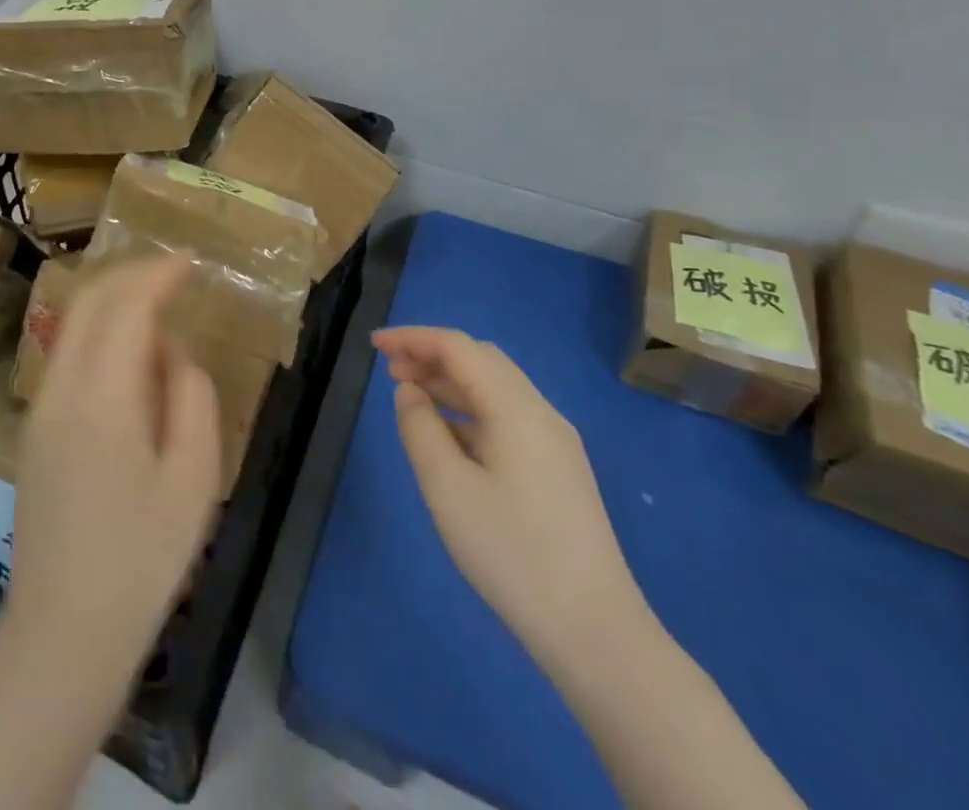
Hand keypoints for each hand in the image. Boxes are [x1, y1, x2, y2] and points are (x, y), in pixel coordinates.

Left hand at [6, 259, 222, 671]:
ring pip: (71, 323)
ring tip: (156, 299)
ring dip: (112, 298)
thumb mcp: (193, 479)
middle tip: (174, 271)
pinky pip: (66, 352)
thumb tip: (173, 349)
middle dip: (131, 273)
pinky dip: (98, 328)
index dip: (158, 274)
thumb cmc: (142, 559)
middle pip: (88, 301)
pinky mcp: (34, 426)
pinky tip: (128, 349)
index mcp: (101, 398)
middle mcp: (59, 388)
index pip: (125, 306)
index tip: (190, 260)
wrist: (63, 630)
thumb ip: (190, 396)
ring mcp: (39, 406)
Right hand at [374, 326, 648, 666]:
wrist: (595, 631)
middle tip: (389, 370)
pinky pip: (508, 417)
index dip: (413, 338)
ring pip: (496, 388)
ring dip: (450, 381)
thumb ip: (419, 427)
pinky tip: (448, 435)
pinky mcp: (560, 470)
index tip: (374, 344)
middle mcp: (540, 412)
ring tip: (410, 396)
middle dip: (432, 355)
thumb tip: (410, 392)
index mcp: (515, 407)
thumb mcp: (446, 487)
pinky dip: (470, 409)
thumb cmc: (511, 551)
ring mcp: (555, 442)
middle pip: (481, 359)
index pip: (458, 347)